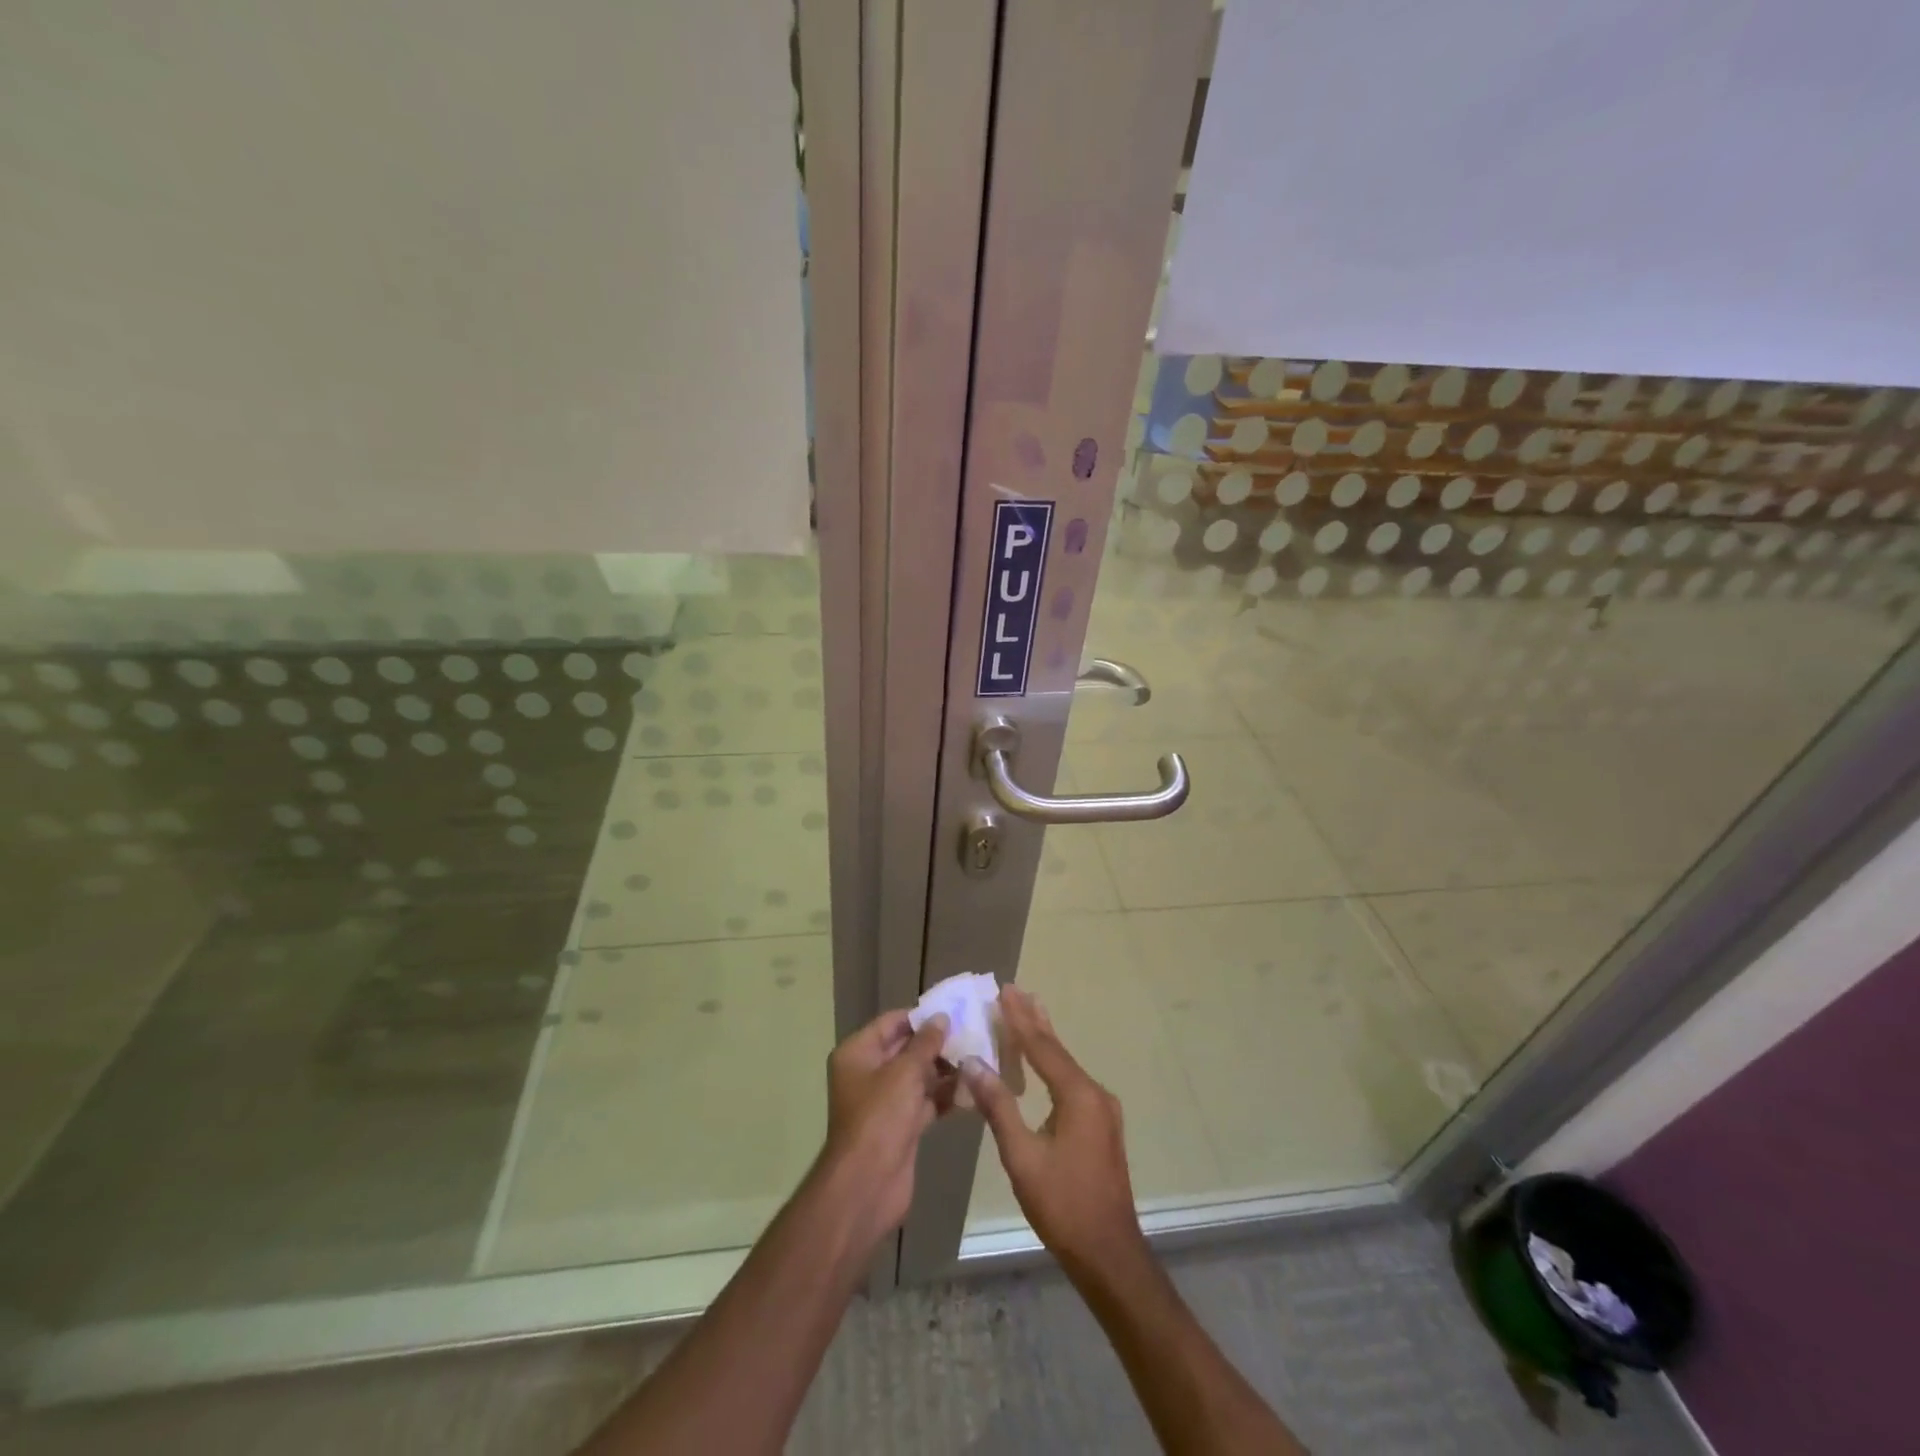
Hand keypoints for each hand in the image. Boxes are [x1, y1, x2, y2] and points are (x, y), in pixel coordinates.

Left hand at [818, 1009, 951, 1247]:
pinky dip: (945, 1095)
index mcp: (858, 1053)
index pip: (891, 1023)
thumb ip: (925, 1043)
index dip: (921, 1016)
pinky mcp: (901, 1125)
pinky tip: (973, 1088)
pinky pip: (925, 1101)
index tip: (955, 1010)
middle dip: (937, 1043)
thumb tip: (942, 1017)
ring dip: (945, 1070)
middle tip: (974, 1033)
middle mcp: (868, 1073)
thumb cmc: (880, 1118)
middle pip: (906, 1049)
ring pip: (919, 1076)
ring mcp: (885, 1101)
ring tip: (980, 1057)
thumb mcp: (904, 1073)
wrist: (867, 1186)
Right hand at [961, 985, 1144, 1273]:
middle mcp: (1094, 1094)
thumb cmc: (1062, 1204)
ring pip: (1066, 1065)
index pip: (1042, 1046)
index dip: (1019, 1018)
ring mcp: (1102, 1110)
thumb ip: (999, 1106)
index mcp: (1078, 1095)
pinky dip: (1052, 1064)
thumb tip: (973, 1064)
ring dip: (1043, 1040)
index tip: (1004, 990)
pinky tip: (1042, 1062)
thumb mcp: (1022, 1156)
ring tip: (1028, 1012)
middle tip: (1015, 990)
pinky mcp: (1101, 1126)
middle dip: (1034, 1020)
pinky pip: (1071, 1083)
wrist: (1109, 1253)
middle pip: (1057, 1049)